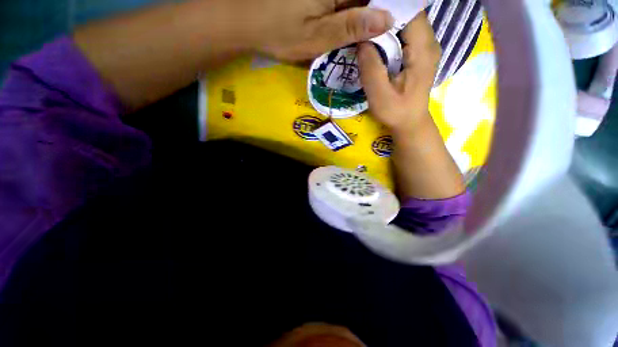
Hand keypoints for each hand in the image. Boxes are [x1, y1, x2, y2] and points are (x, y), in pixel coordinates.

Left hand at [231, 0, 393, 60]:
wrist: (246, 20)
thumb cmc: (280, 31)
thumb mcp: (317, 37)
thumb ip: (351, 27)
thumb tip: (386, 20)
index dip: (390, 9)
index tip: (396, 26)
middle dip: (376, 12)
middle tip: (383, 33)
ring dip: (363, 14)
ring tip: (369, 32)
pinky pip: (342, 1)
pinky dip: (349, 11)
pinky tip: (350, 24)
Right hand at [358, 12, 439, 134]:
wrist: (410, 123)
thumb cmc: (396, 112)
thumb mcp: (379, 95)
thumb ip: (370, 67)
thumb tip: (361, 40)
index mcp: (422, 49)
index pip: (410, 11)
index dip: (387, 7)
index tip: (366, 11)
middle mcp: (429, 42)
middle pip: (409, 13)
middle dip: (385, 13)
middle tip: (363, 20)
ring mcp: (426, 47)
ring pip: (407, 21)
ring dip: (386, 22)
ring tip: (367, 28)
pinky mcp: (420, 53)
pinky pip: (406, 33)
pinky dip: (390, 32)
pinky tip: (377, 40)